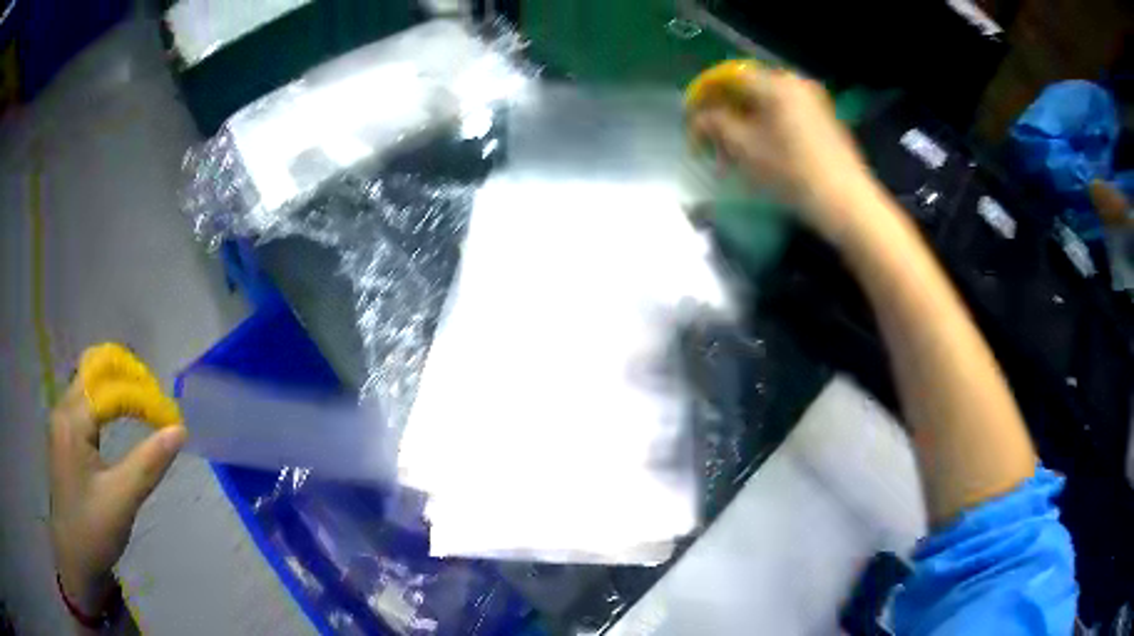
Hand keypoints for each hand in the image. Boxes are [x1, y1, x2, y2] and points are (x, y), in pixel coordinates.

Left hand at [49, 345, 185, 615]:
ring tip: (143, 399)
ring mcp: (62, 419)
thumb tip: (180, 430)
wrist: (73, 557)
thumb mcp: (122, 501)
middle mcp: (63, 409)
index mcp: (73, 422)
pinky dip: (106, 395)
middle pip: (94, 368)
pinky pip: (85, 397)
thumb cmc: (94, 531)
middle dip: (127, 373)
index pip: (111, 390)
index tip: (172, 420)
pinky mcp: (64, 432)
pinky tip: (120, 412)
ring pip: (89, 379)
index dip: (144, 397)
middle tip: (155, 394)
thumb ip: (148, 463)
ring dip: (117, 381)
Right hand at [689, 67, 882, 243]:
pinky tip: (764, 153)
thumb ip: (716, 125)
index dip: (706, 94)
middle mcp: (796, 83)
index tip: (693, 116)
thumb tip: (699, 118)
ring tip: (736, 153)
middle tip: (714, 140)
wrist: (847, 202)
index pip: (729, 77)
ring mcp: (815, 101)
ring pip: (769, 105)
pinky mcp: (826, 120)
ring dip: (747, 123)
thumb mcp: (746, 148)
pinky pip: (788, 115)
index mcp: (775, 82)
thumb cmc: (793, 171)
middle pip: (750, 90)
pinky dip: (769, 128)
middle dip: (727, 113)